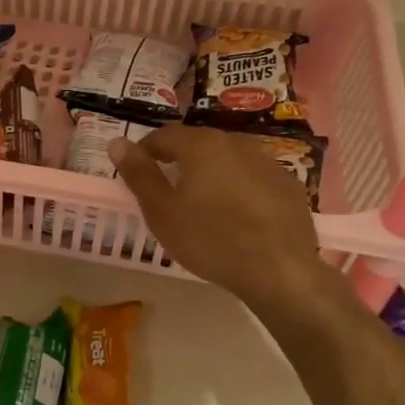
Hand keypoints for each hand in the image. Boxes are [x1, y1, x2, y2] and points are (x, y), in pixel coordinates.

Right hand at [107, 124, 336, 311]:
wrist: (278, 269)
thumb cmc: (209, 239)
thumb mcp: (162, 212)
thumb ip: (139, 174)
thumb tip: (116, 142)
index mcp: (201, 146)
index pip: (164, 135)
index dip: (145, 150)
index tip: (136, 171)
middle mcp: (236, 142)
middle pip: (198, 143)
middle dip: (179, 160)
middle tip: (167, 189)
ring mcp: (267, 161)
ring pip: (228, 158)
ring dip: (211, 172)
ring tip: (202, 202)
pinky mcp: (288, 183)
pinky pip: (253, 176)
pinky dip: (238, 186)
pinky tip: (236, 214)